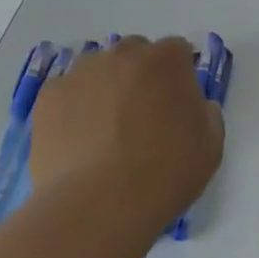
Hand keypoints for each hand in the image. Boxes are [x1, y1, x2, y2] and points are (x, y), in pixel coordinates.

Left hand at [28, 36, 223, 233]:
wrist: (98, 205)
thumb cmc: (165, 174)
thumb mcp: (210, 147)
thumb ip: (207, 114)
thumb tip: (195, 106)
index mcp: (167, 59)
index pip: (176, 52)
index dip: (177, 77)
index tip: (175, 106)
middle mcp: (123, 53)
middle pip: (134, 54)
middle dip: (139, 77)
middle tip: (140, 118)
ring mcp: (81, 72)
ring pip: (97, 71)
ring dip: (104, 90)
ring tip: (103, 133)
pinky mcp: (48, 96)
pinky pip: (66, 94)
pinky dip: (73, 110)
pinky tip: (77, 143)